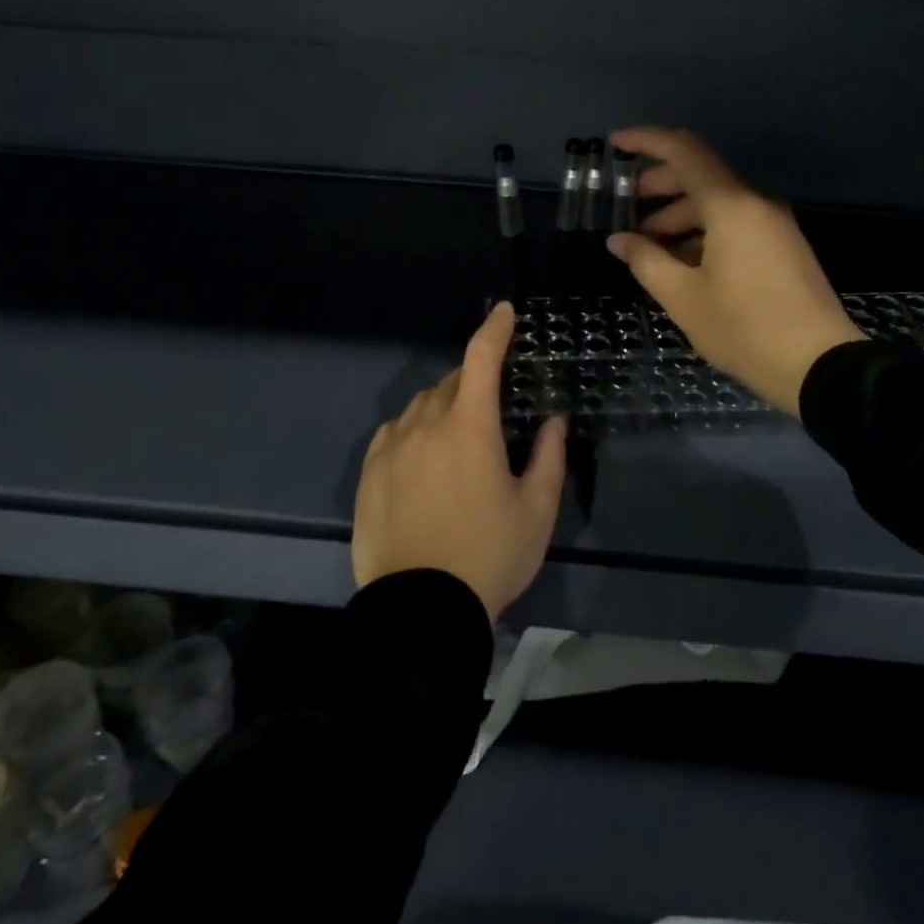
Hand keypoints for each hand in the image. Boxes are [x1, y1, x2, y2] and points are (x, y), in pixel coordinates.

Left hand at [352, 302, 568, 620]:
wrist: (420, 612)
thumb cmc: (489, 556)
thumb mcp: (536, 511)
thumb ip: (549, 457)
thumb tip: (554, 420)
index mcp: (470, 428)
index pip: (482, 359)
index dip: (496, 329)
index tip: (505, 311)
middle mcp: (426, 426)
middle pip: (452, 382)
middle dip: (475, 380)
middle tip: (493, 404)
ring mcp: (391, 449)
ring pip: (421, 405)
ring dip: (444, 404)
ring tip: (459, 436)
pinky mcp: (369, 474)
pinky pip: (393, 432)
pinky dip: (413, 428)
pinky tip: (421, 452)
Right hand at [606, 126, 866, 416]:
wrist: (820, 367)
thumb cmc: (744, 329)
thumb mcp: (684, 298)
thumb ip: (646, 261)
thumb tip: (619, 240)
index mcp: (732, 206)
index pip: (685, 152)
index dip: (647, 141)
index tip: (615, 143)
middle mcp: (756, 204)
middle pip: (701, 176)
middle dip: (659, 186)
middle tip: (626, 208)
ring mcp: (774, 226)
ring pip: (718, 204)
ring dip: (679, 216)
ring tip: (649, 246)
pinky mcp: (783, 248)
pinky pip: (736, 225)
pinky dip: (704, 233)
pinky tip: (682, 262)